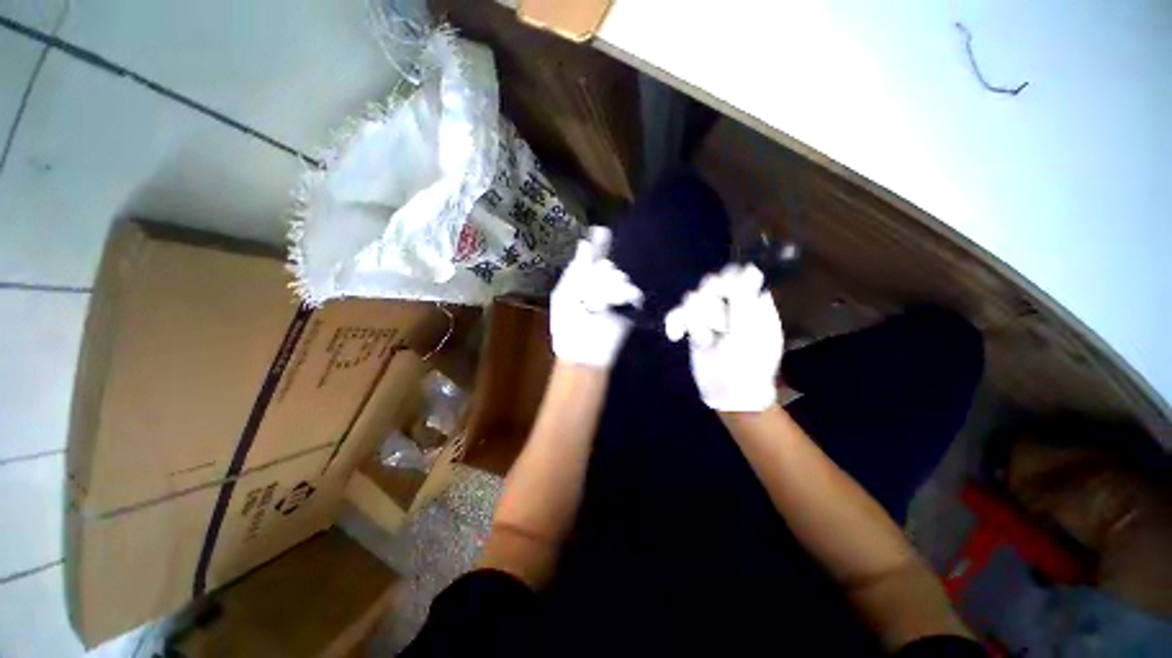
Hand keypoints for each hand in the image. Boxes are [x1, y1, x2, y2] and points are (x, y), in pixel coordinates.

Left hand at [550, 227, 642, 368]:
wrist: (582, 353)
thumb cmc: (567, 325)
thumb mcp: (565, 294)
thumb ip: (577, 269)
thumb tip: (585, 241)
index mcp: (584, 277)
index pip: (595, 253)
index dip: (599, 242)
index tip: (602, 231)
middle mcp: (602, 281)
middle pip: (607, 263)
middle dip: (597, 274)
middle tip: (588, 293)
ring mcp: (617, 293)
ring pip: (619, 275)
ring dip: (605, 287)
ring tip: (595, 304)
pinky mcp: (630, 306)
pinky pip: (632, 291)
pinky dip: (621, 295)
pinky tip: (609, 304)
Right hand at [665, 264, 782, 411]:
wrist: (727, 392)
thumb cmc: (746, 363)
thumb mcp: (749, 331)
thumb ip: (744, 299)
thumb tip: (749, 268)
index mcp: (753, 303)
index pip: (740, 274)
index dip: (729, 278)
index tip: (724, 293)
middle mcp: (731, 305)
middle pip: (711, 283)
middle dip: (709, 305)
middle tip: (717, 325)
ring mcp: (710, 316)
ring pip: (693, 298)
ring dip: (695, 320)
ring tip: (704, 340)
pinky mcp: (693, 326)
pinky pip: (677, 313)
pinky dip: (675, 323)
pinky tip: (675, 336)